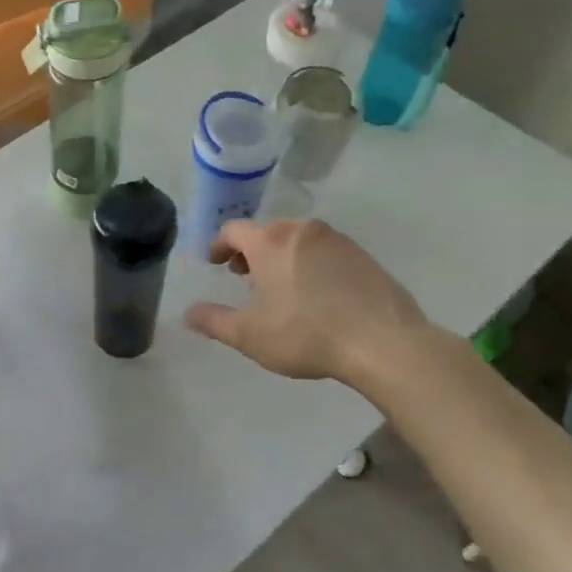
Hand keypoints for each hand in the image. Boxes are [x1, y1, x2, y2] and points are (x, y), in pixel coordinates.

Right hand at [185, 219, 429, 382]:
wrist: (383, 342)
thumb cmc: (306, 334)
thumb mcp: (249, 335)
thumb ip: (214, 321)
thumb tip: (188, 314)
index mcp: (271, 243)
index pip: (234, 230)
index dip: (219, 245)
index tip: (215, 262)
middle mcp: (302, 231)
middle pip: (268, 230)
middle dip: (251, 250)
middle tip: (245, 276)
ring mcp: (338, 240)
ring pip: (299, 239)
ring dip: (282, 255)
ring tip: (281, 286)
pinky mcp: (364, 256)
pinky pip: (326, 251)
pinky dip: (311, 263)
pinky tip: (317, 294)